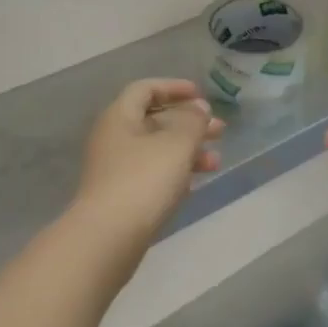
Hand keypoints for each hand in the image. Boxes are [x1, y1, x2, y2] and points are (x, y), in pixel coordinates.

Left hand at [72, 78, 223, 251]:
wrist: (108, 238)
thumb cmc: (143, 180)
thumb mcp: (177, 144)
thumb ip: (193, 121)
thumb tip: (198, 109)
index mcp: (119, 117)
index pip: (145, 89)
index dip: (174, 88)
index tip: (201, 95)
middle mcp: (113, 138)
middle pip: (154, 120)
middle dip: (189, 123)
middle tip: (220, 131)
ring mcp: (115, 169)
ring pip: (157, 149)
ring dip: (188, 150)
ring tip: (216, 162)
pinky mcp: (121, 196)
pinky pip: (152, 173)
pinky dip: (175, 172)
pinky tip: (195, 183)